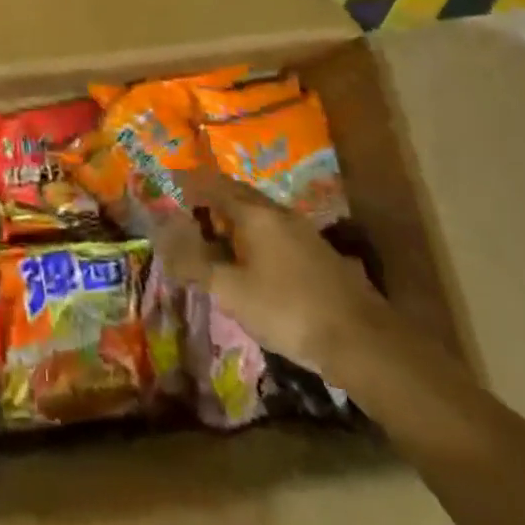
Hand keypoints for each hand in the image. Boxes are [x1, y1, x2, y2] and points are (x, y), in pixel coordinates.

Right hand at [153, 169, 386, 375]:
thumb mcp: (231, 291)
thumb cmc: (288, 310)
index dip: (189, 183)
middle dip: (211, 198)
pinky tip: (253, 262)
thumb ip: (194, 263)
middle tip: (188, 211)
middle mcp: (278, 213)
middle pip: (238, 194)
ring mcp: (303, 232)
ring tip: (215, 237)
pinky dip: (254, 236)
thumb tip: (161, 237)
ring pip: (259, 213)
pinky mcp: (319, 254)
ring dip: (234, 218)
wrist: (363, 341)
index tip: (169, 185)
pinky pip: (275, 232)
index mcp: (254, 213)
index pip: (213, 184)